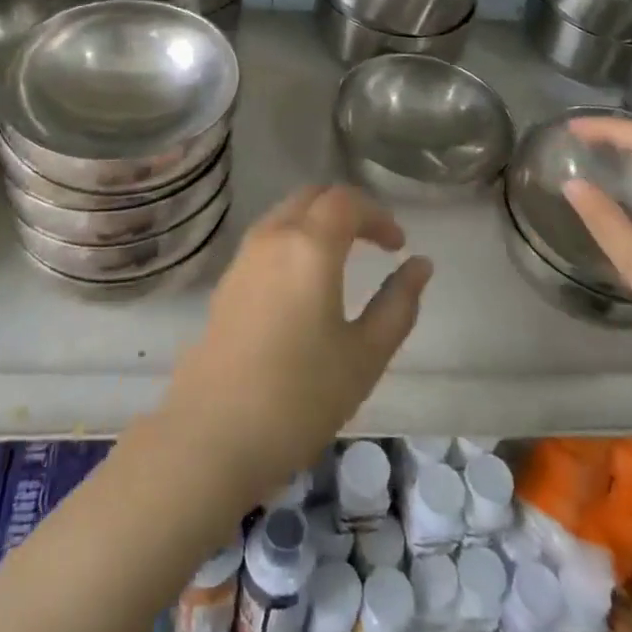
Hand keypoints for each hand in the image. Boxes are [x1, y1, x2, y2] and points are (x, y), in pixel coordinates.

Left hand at [159, 185, 432, 506]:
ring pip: (286, 213)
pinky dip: (293, 239)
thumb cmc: (300, 396)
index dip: (378, 215)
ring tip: (342, 258)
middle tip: (374, 241)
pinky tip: (304, 281)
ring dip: (318, 221)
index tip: (398, 246)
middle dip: (348, 209)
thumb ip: (398, 304)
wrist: (211, 435)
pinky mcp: (227, 281)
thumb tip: (420, 265)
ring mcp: (244, 256)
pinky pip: (267, 237)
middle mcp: (273, 236)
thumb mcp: (364, 356)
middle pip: (313, 197)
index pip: (347, 201)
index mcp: (310, 245)